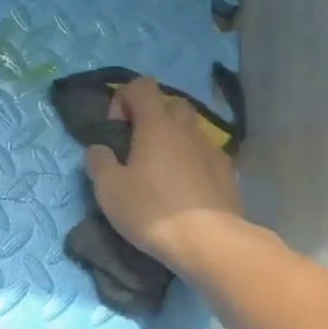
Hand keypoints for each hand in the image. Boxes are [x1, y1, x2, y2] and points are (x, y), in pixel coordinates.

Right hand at [85, 76, 246, 278]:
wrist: (210, 242)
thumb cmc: (152, 209)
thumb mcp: (109, 189)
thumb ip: (99, 161)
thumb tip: (99, 148)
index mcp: (156, 124)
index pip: (141, 86)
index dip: (123, 99)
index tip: (115, 130)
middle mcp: (187, 129)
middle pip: (171, 103)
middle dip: (152, 116)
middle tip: (137, 147)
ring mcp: (212, 150)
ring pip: (190, 130)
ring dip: (173, 140)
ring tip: (160, 171)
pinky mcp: (228, 174)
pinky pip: (205, 155)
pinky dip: (192, 162)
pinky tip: (184, 190)